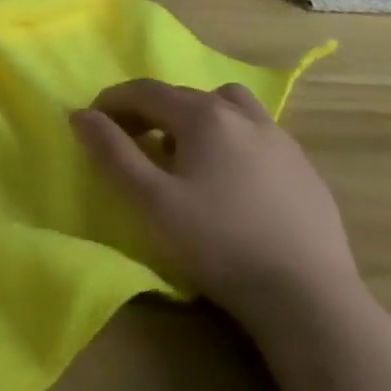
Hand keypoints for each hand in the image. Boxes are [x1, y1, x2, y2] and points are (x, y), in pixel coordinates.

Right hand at [72, 80, 358, 325]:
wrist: (309, 299)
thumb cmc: (219, 244)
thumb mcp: (151, 202)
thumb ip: (112, 153)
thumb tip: (81, 115)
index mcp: (203, 115)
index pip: (145, 91)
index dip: (112, 101)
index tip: (91, 122)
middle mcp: (242, 115)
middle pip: (184, 96)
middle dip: (150, 111)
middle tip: (131, 141)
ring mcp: (280, 140)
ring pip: (228, 107)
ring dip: (199, 117)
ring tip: (188, 152)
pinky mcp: (305, 170)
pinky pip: (258, 136)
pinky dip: (233, 141)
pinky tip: (233, 179)